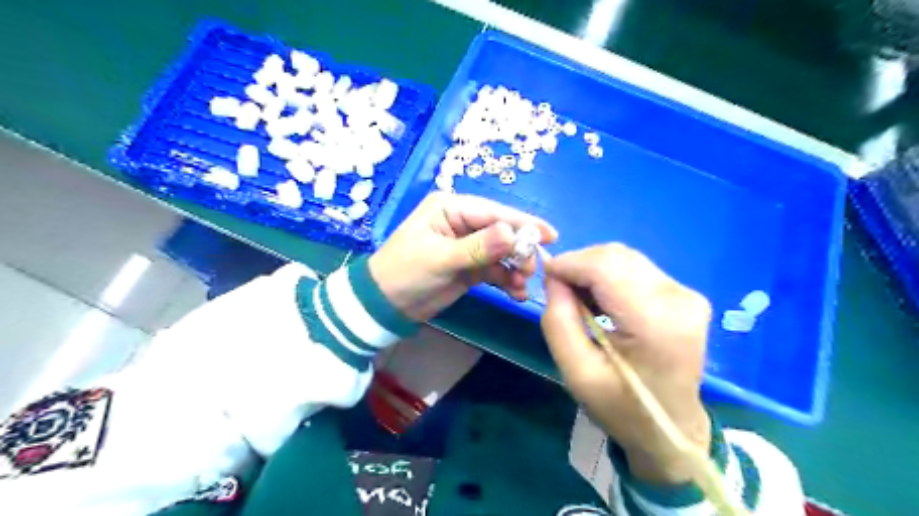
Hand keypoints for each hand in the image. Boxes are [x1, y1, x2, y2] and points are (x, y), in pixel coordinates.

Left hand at [369, 193, 555, 322]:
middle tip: (531, 270)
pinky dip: (506, 280)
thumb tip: (512, 233)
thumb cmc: (405, 273)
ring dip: (515, 268)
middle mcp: (462, 222)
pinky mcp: (470, 267)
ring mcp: (468, 246)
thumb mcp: (440, 258)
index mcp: (451, 208)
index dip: (523, 223)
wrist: (384, 306)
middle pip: (502, 231)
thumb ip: (477, 247)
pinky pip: (495, 270)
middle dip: (520, 250)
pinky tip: (515, 293)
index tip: (550, 236)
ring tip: (522, 286)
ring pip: (502, 253)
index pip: (493, 212)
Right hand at [540, 242, 712, 484]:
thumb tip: (554, 277)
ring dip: (593, 269)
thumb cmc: (620, 407)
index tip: (545, 276)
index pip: (605, 267)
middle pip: (616, 256)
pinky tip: (600, 300)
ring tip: (579, 299)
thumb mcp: (576, 372)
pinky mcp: (686, 294)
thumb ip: (558, 321)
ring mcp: (687, 294)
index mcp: (655, 323)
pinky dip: (609, 276)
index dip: (570, 263)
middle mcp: (678, 299)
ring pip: (625, 258)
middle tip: (559, 291)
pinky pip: (636, 269)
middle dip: (579, 265)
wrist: (669, 429)